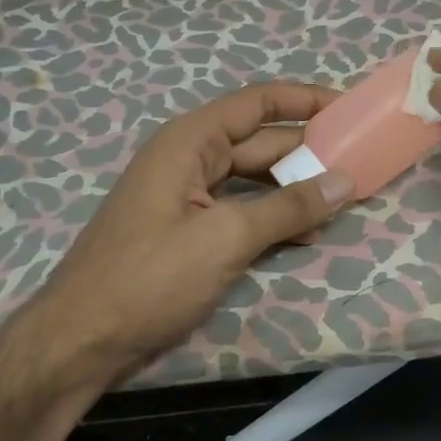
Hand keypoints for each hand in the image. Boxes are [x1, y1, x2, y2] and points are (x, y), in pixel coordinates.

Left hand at [25, 83, 355, 383]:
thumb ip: (289, 207)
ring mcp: (185, 197)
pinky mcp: (185, 230)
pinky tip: (304, 234)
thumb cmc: (149, 278)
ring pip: (251, 181)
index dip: (306, 100)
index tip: (350, 108)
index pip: (258, 103)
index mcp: (190, 142)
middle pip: (259, 143)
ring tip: (342, 202)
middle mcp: (188, 159)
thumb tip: (346, 181)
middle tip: (360, 164)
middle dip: (307, 152)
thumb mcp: (225, 238)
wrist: (80, 340)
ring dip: (293, 190)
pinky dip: (270, 218)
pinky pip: (238, 211)